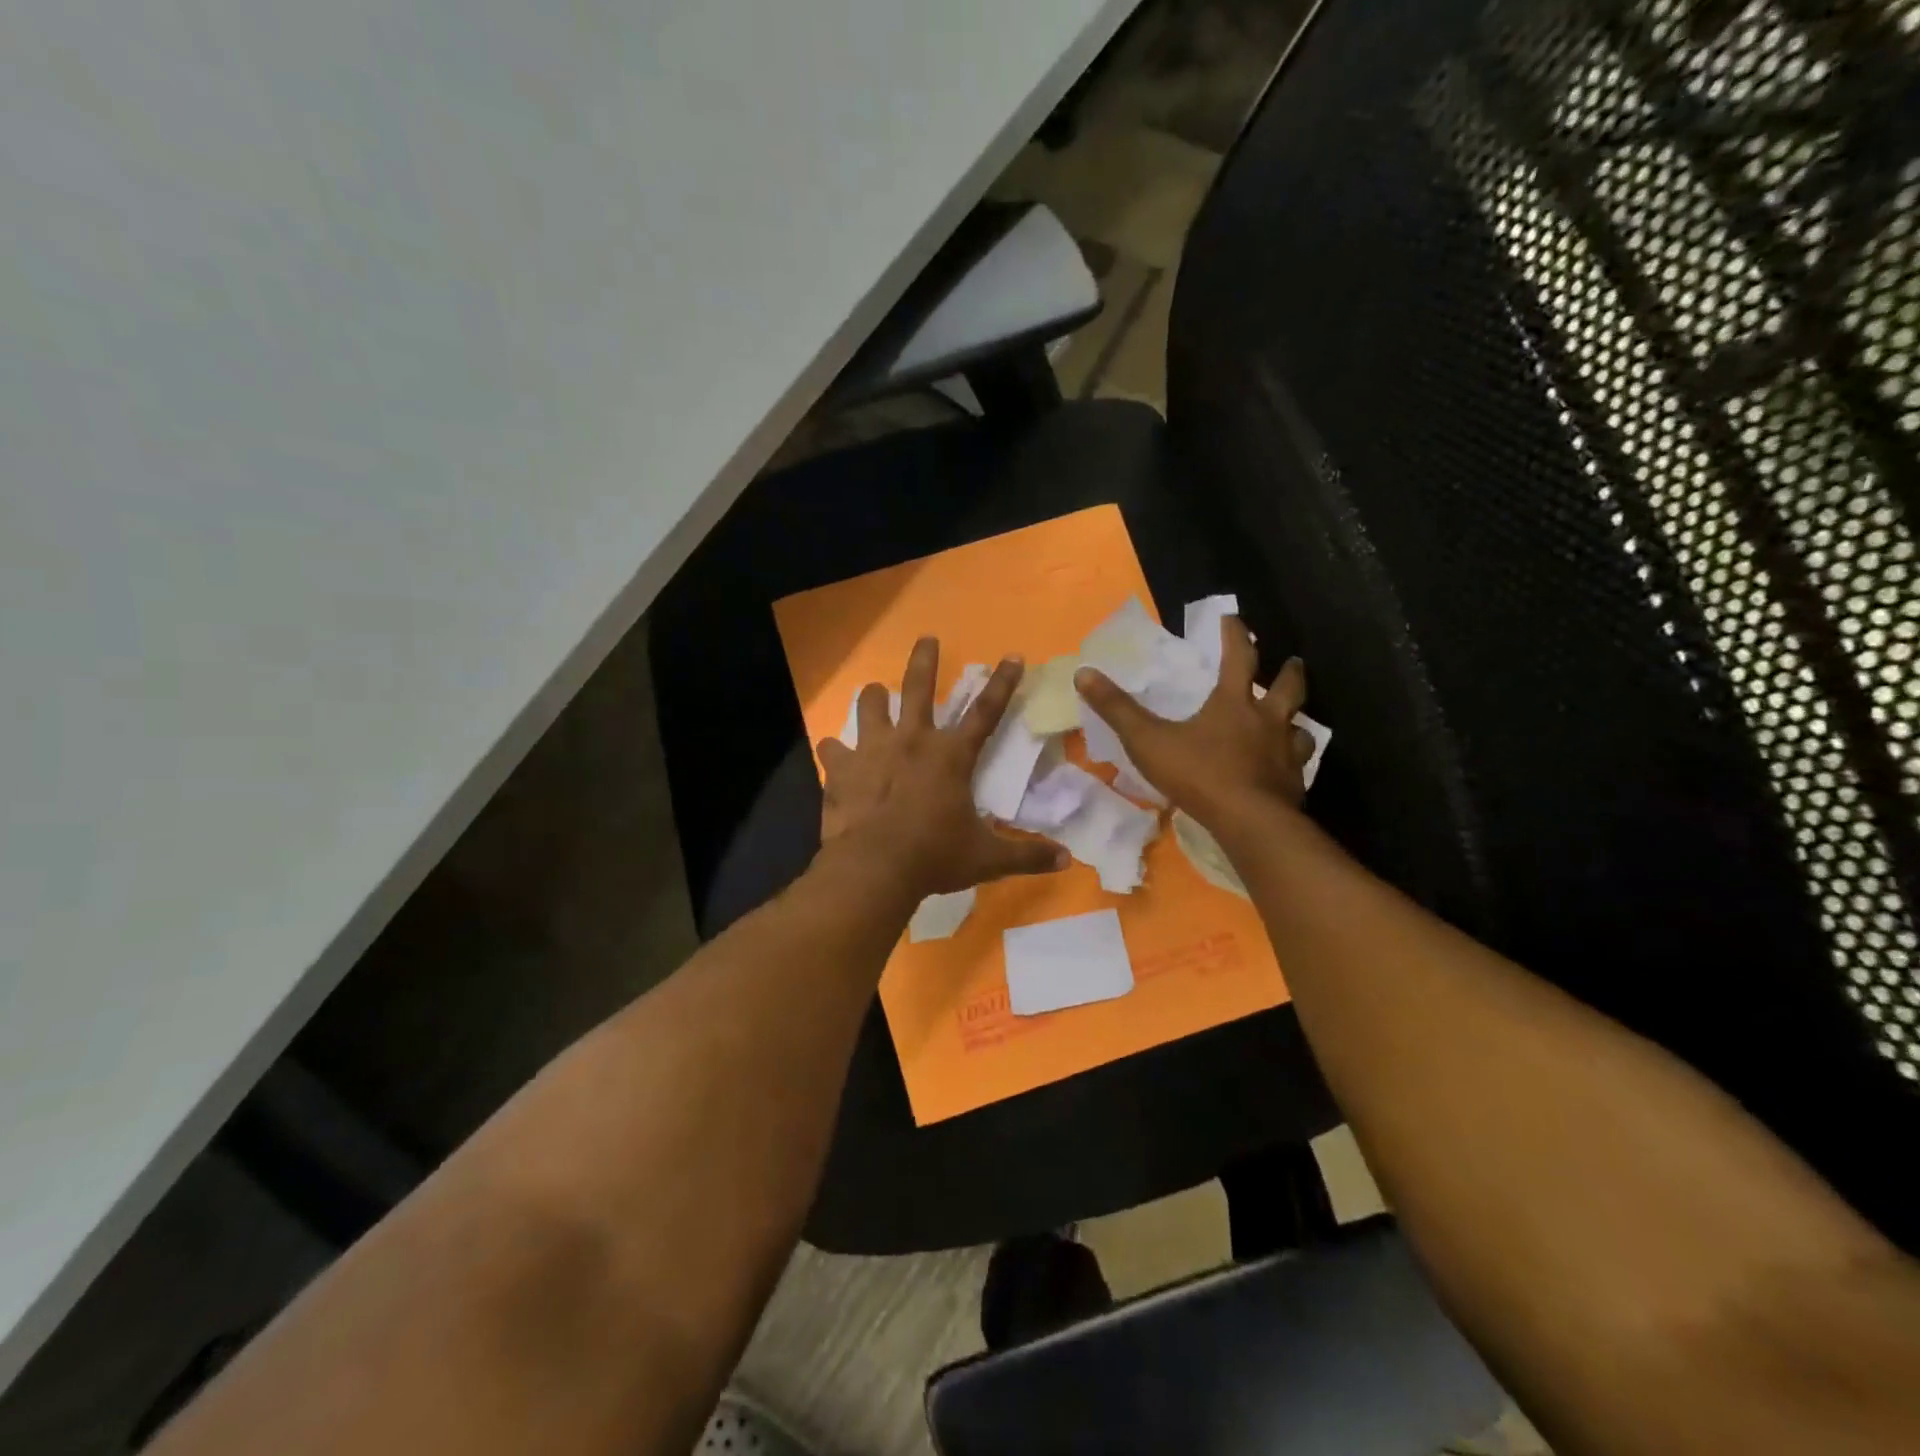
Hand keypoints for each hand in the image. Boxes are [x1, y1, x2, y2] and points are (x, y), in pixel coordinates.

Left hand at [816, 638, 1066, 899]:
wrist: (874, 868)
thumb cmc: (934, 857)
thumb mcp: (986, 858)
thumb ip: (1026, 855)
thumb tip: (1066, 860)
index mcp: (950, 756)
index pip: (986, 712)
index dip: (1003, 683)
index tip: (1013, 656)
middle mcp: (911, 741)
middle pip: (917, 687)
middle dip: (924, 660)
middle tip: (926, 639)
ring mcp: (872, 751)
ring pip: (869, 705)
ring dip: (873, 696)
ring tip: (874, 691)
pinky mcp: (841, 769)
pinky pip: (832, 749)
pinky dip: (835, 751)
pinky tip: (834, 754)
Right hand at [1075, 618, 1313, 832]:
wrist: (1249, 822)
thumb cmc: (1199, 774)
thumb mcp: (1147, 740)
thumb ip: (1116, 709)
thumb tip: (1084, 673)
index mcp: (1234, 703)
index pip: (1239, 657)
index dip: (1235, 635)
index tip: (1232, 619)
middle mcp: (1268, 721)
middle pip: (1288, 688)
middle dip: (1289, 672)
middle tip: (1292, 662)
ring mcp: (1286, 753)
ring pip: (1300, 728)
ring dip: (1296, 720)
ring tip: (1292, 721)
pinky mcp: (1293, 784)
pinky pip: (1298, 766)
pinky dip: (1293, 761)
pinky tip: (1285, 769)